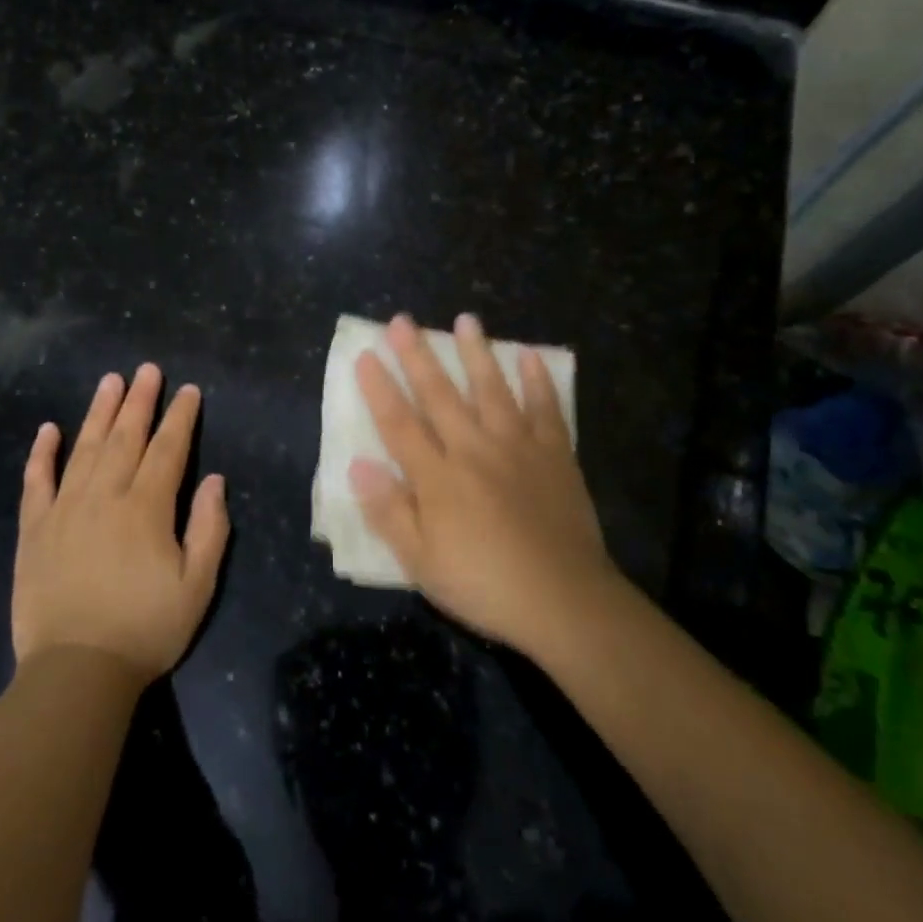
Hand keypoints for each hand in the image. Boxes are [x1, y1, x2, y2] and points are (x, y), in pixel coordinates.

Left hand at [14, 364, 229, 681]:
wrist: (76, 672)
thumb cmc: (145, 629)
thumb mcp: (197, 586)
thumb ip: (209, 529)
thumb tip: (214, 481)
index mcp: (146, 508)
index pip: (168, 450)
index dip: (180, 418)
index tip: (188, 390)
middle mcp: (104, 496)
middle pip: (125, 437)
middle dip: (140, 400)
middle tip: (148, 369)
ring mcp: (64, 510)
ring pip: (83, 449)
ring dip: (98, 412)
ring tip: (110, 381)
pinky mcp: (34, 530)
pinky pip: (36, 482)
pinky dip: (42, 453)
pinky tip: (48, 429)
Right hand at [350, 313, 623, 660]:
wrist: (564, 601)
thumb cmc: (483, 584)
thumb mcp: (421, 562)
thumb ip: (389, 511)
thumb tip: (358, 465)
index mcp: (438, 477)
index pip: (399, 423)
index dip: (379, 388)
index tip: (365, 355)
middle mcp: (474, 450)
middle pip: (440, 395)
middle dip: (418, 356)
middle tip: (403, 320)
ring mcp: (518, 448)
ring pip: (492, 390)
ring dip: (477, 353)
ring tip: (466, 320)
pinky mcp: (555, 455)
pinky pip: (546, 409)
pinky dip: (538, 382)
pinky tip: (530, 357)